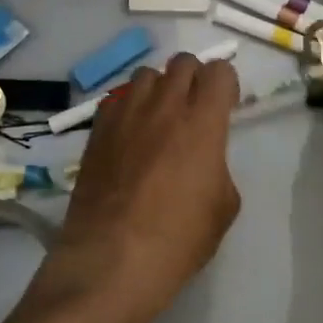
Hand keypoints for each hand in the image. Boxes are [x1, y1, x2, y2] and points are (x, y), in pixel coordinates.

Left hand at [44, 53, 241, 322]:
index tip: (225, 106)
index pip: (219, 71)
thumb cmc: (178, 239)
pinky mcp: (96, 130)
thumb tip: (204, 158)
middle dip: (194, 78)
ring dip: (159, 88)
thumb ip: (218, 166)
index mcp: (203, 122)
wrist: (112, 260)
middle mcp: (164, 106)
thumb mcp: (223, 207)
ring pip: (146, 74)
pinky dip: (128, 106)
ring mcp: (125, 114)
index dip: (226, 84)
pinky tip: (129, 134)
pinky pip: (116, 99)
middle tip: (194, 108)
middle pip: (182, 62)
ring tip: (158, 118)